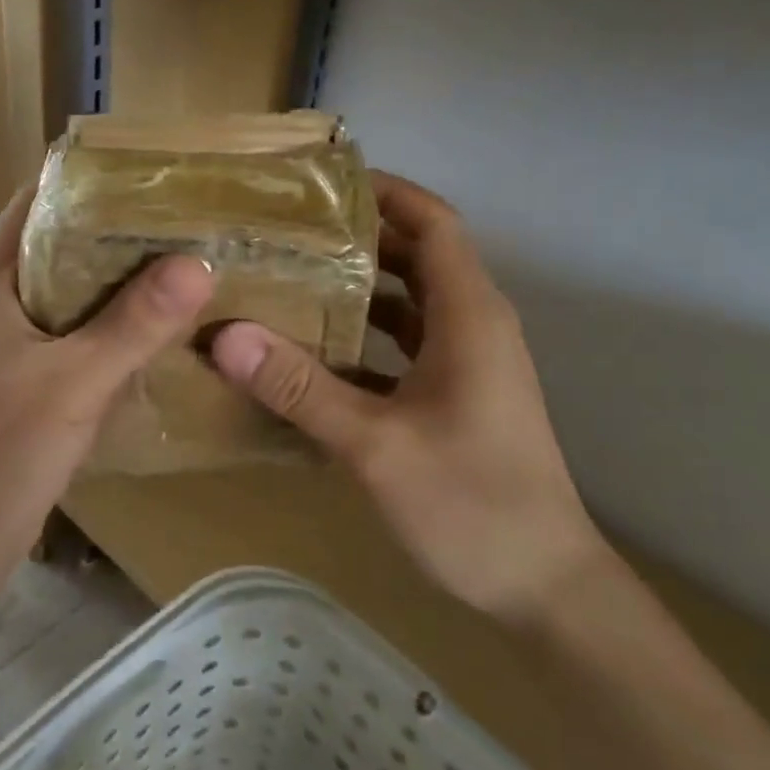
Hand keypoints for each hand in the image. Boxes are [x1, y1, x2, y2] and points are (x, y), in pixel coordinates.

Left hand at [0, 185, 214, 544]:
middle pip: (57, 242)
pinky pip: (72, 327)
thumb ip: (137, 322)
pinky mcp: (23, 372)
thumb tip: (198, 263)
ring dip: (115, 278)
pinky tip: (153, 323)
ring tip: (177, 262)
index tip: (147, 175)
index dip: (87, 183)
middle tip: (178, 219)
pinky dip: (108, 319)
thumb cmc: (10, 445)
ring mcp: (7, 338)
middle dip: (113, 230)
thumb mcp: (80, 378)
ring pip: (68, 288)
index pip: (35, 203)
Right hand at [210, 171, 611, 625]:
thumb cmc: (471, 505)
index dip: (383, 191)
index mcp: (469, 316)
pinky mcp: (455, 397)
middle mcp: (473, 326)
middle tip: (283, 230)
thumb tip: (225, 336)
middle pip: (416, 255)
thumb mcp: (375, 445)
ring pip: (408, 303)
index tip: (318, 182)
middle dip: (356, 236)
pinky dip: (363, 337)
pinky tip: (311, 352)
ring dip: (357, 287)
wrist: (543, 587)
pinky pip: (404, 346)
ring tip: (287, 278)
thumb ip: (301, 388)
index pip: (432, 222)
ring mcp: (467, 363)